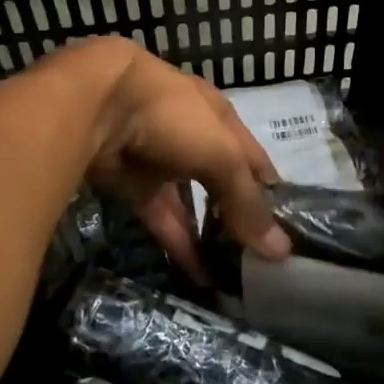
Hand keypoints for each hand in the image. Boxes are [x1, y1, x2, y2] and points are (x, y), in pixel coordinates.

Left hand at [81, 41, 290, 278]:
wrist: (95, 107)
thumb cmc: (173, 118)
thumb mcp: (222, 156)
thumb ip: (247, 202)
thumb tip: (281, 251)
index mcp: (219, 118)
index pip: (254, 159)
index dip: (271, 191)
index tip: (289, 228)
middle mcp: (193, 137)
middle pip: (223, 182)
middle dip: (240, 216)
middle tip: (262, 257)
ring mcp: (161, 162)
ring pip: (192, 205)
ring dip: (210, 235)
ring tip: (234, 273)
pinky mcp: (133, 187)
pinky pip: (163, 220)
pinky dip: (180, 245)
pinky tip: (201, 276)